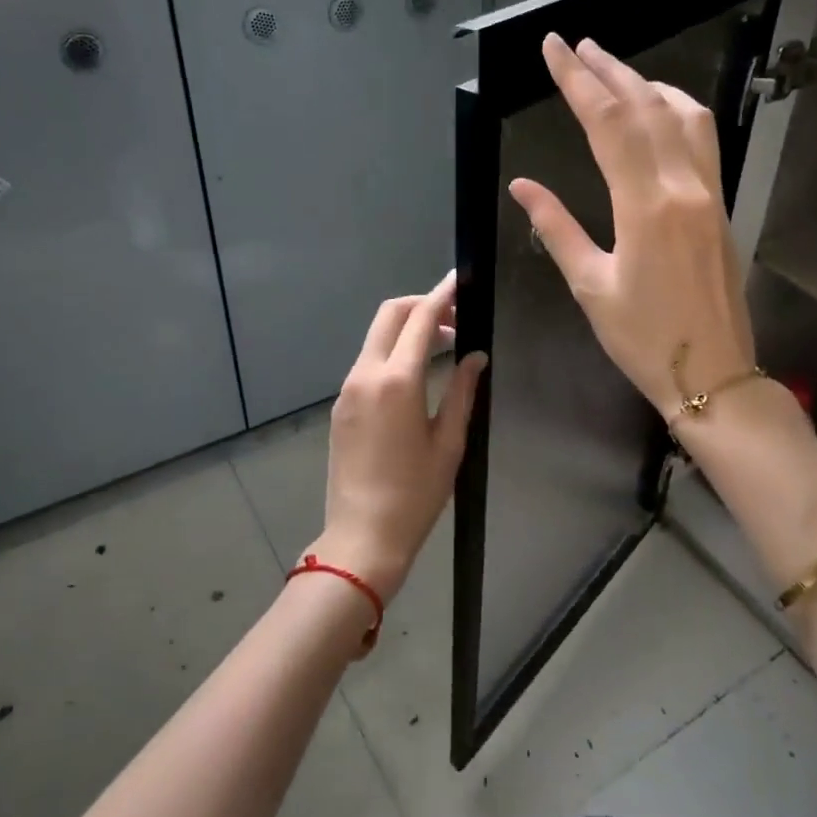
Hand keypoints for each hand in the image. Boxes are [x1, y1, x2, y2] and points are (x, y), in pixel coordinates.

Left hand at [307, 272, 486, 605]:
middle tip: (454, 318)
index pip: (420, 319)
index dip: (442, 295)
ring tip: (442, 345)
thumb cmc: (415, 494)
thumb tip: (476, 356)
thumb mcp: (449, 442)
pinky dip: (392, 352)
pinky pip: (367, 362)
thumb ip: (463, 391)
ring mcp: (348, 389)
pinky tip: (415, 374)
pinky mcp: (341, 405)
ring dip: (406, 329)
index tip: (459, 280)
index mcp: (397, 381)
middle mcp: (366, 375)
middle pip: (389, 315)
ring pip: (376, 337)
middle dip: (421, 305)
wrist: (362, 536)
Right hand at [508, 34, 756, 424]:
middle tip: (577, 45)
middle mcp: (683, 185)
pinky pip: (702, 138)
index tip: (553, 49)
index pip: (606, 123)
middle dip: (607, 69)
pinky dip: (677, 109)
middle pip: (644, 107)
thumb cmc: (642, 338)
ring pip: (682, 115)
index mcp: (645, 205)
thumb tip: (522, 185)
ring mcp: (709, 191)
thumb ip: (556, 227)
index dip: (576, 80)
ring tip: (613, 68)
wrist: (713, 374)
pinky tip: (659, 109)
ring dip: (645, 83)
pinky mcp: (720, 203)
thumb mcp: (589, 285)